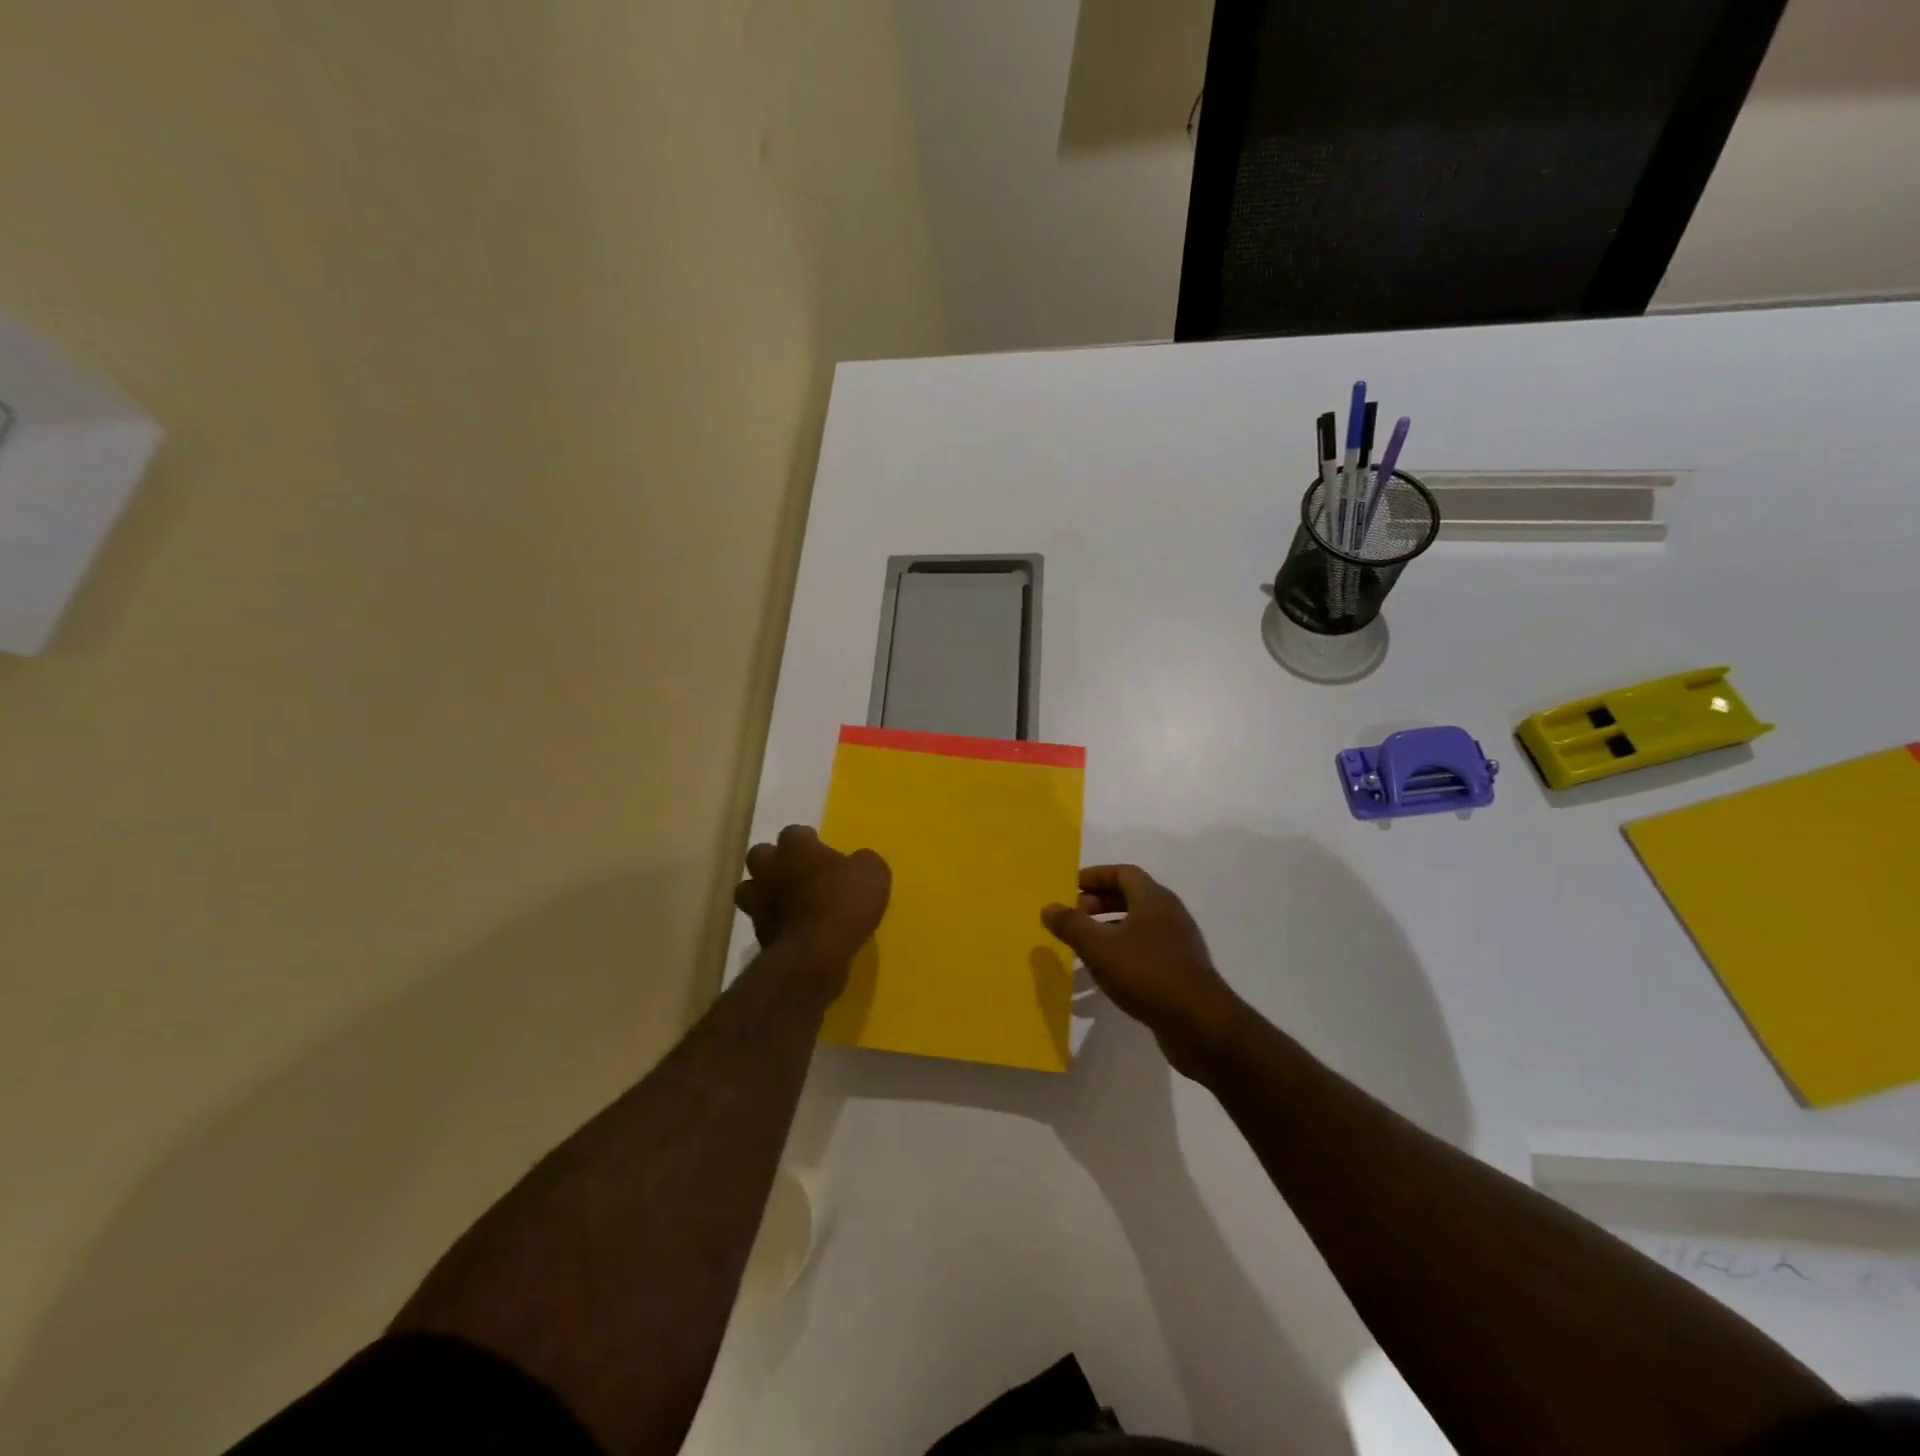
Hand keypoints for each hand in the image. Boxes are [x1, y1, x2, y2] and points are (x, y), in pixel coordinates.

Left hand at [735, 825, 889, 974]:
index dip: (807, 840)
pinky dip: (772, 922)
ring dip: (764, 891)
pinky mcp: (757, 933)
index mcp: (796, 847)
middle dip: (774, 860)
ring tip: (787, 901)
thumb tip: (858, 861)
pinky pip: (761, 921)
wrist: (814, 953)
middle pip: (760, 854)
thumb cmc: (843, 902)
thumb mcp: (873, 874)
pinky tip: (792, 929)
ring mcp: (758, 902)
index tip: (820, 850)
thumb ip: (863, 862)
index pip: (794, 832)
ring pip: (750, 888)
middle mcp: (770, 869)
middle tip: (797, 871)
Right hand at [1042, 864, 1243, 1073]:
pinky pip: (1145, 950)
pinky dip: (1122, 952)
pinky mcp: (1180, 969)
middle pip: (1130, 897)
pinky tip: (1105, 974)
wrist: (1200, 1024)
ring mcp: (1177, 943)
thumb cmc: (1146, 974)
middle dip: (1097, 903)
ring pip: (1136, 925)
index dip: (1094, 877)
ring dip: (1108, 930)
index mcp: (1153, 898)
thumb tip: (1048, 907)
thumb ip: (1071, 924)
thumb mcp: (1099, 947)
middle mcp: (1168, 914)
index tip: (1069, 889)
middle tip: (1072, 918)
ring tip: (1082, 947)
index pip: (1122, 873)